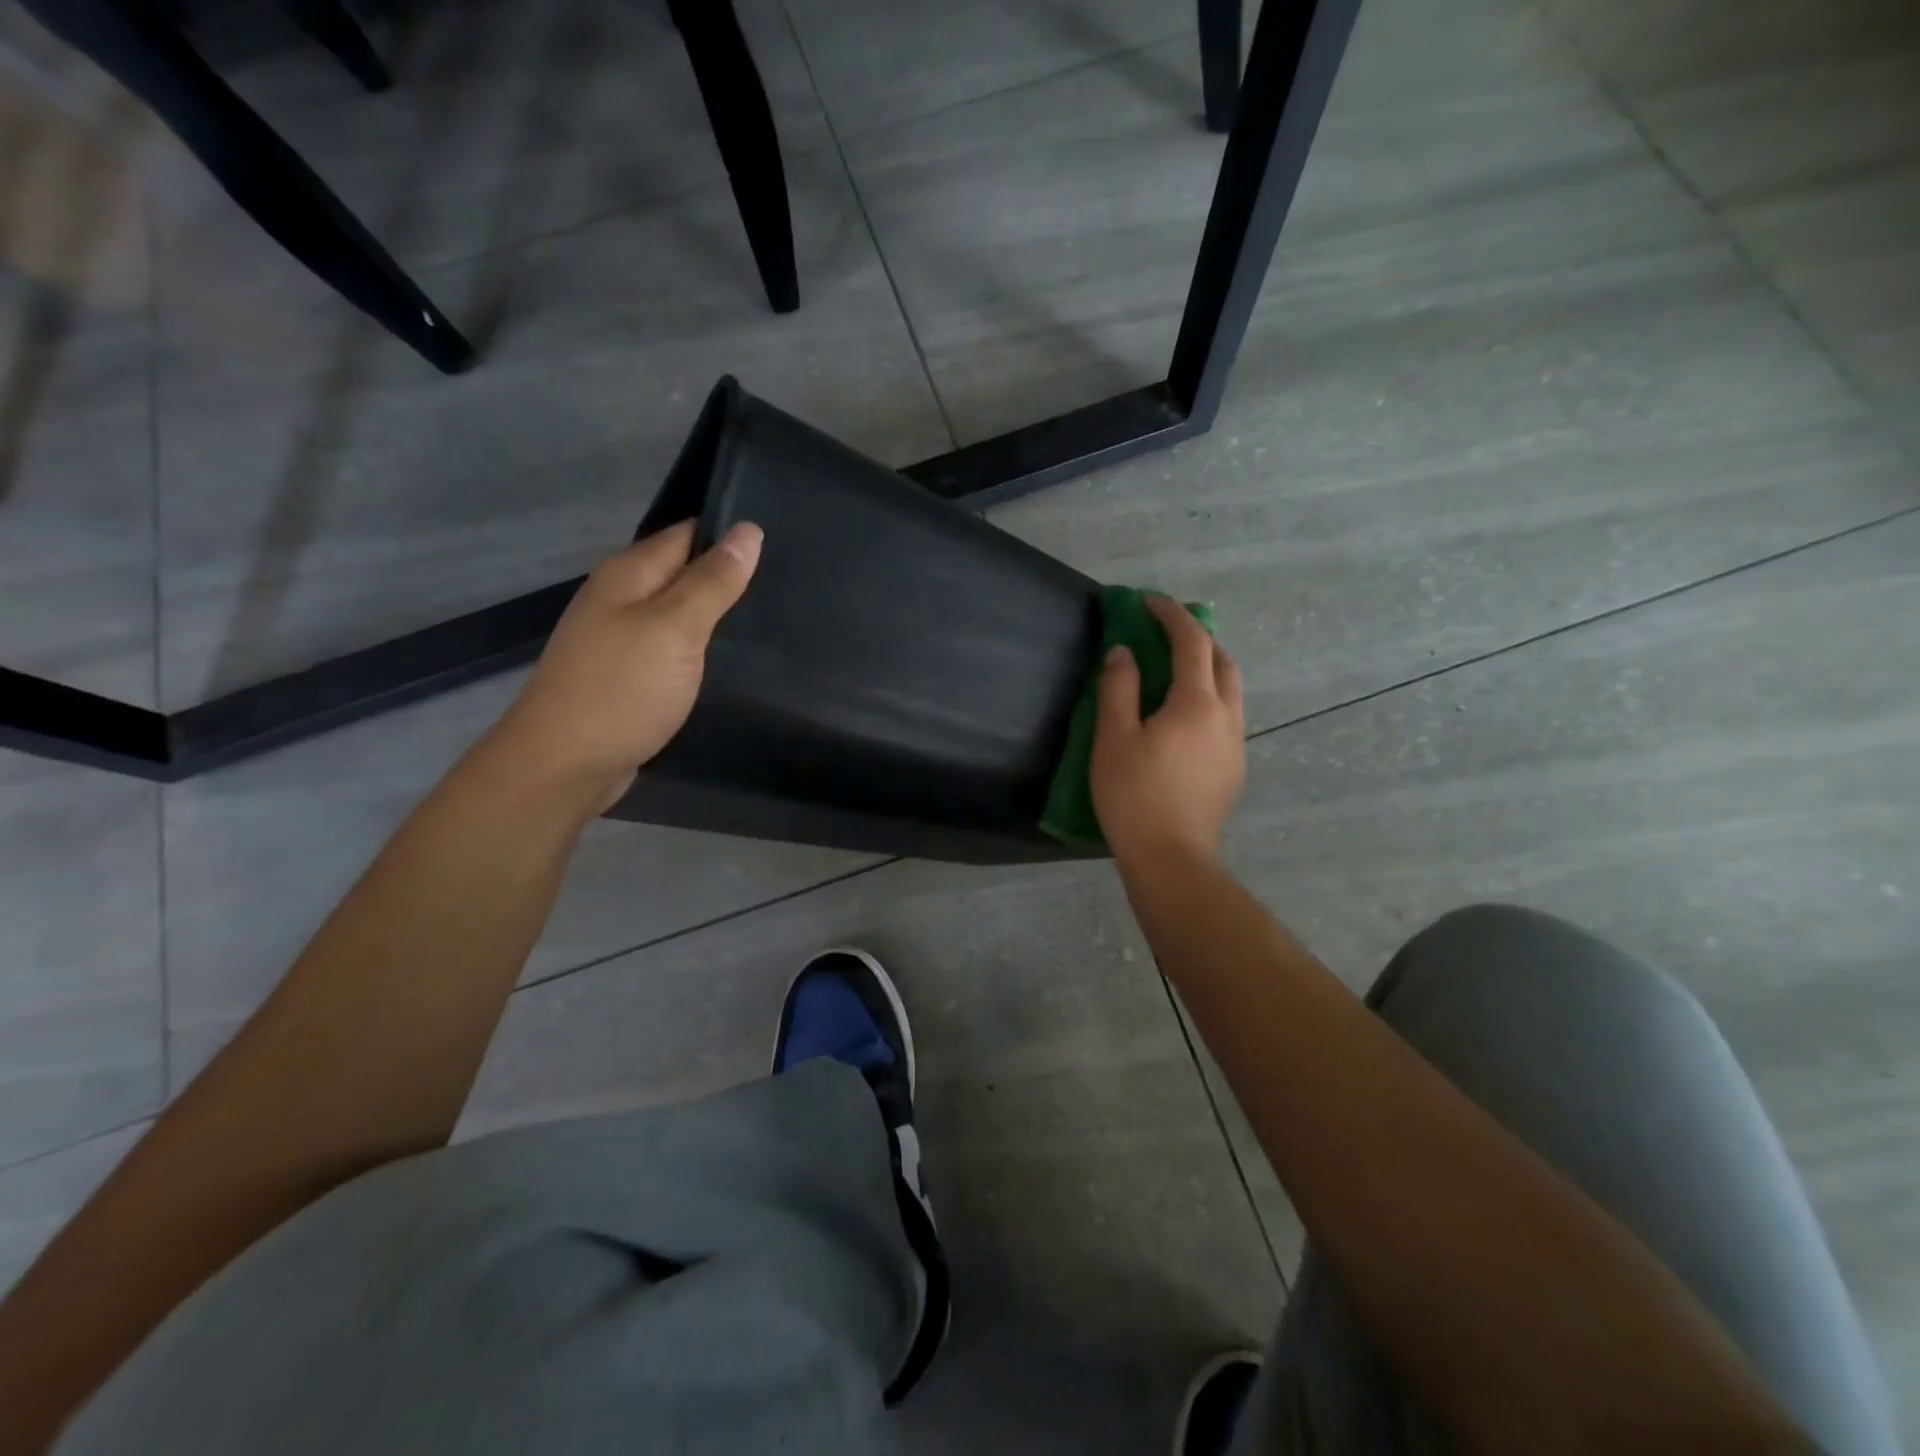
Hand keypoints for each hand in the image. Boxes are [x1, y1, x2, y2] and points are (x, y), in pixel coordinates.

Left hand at [486, 520, 762, 811]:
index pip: (688, 534)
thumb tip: (748, 530)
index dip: (731, 534)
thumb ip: (712, 581)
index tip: (782, 542)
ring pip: (680, 612)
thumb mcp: (675, 629)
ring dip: (717, 614)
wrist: (563, 767)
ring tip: (772, 617)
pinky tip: (731, 659)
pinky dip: (701, 647)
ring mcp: (622, 638)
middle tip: (789, 583)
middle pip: (684, 572)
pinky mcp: (630, 674)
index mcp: (629, 573)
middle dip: (729, 576)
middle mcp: (622, 597)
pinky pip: (673, 647)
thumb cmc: (621, 691)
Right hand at [1090, 594, 1245, 867]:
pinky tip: (1182, 719)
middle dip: (1197, 638)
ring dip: (1206, 668)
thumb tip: (1123, 652)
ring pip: (1230, 690)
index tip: (1147, 601)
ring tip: (1174, 672)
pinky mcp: (1233, 768)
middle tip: (1164, 635)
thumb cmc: (1135, 795)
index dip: (1171, 614)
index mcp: (1197, 702)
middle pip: (1222, 660)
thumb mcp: (1113, 738)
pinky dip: (1208, 698)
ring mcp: (1235, 744)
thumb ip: (1119, 688)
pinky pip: (1227, 716)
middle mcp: (1227, 715)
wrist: (1171, 858)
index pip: (1192, 641)